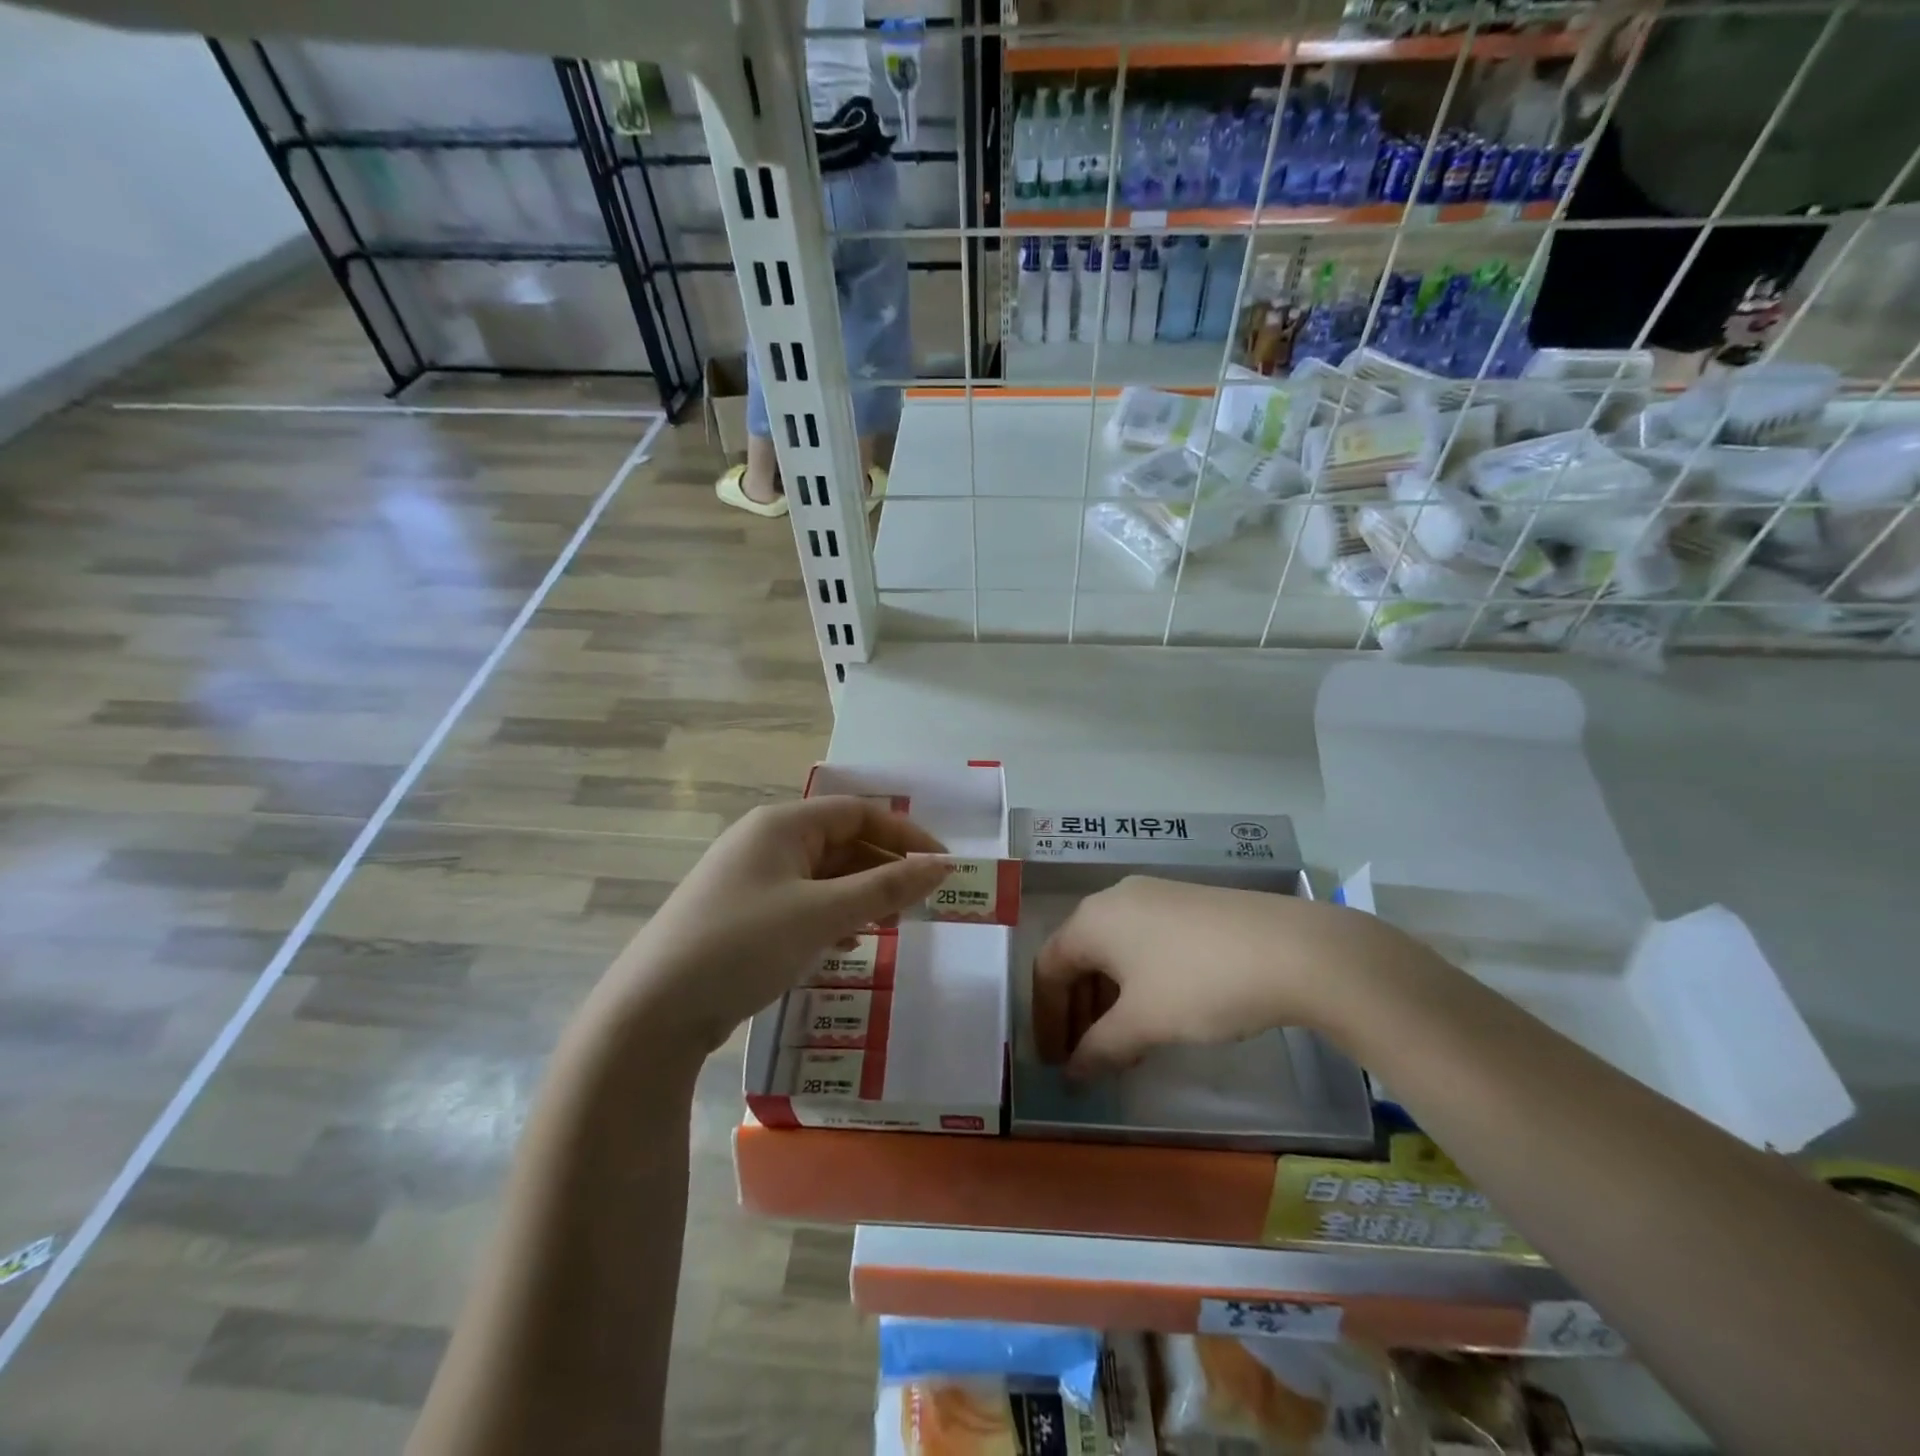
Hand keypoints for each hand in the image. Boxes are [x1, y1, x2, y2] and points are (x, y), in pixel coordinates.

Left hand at [605, 796, 949, 1054]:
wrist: (652, 1012)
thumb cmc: (743, 945)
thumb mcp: (822, 914)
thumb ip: (886, 888)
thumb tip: (942, 866)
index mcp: (782, 824)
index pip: (858, 812)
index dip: (904, 836)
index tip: (941, 866)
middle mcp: (765, 842)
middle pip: (840, 842)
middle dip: (884, 869)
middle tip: (920, 902)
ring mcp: (750, 880)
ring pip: (822, 876)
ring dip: (861, 895)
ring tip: (893, 924)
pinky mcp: (742, 915)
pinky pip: (802, 903)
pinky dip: (831, 917)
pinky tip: (847, 945)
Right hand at [1032, 876, 1440, 1078]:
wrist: (1293, 949)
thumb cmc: (1200, 983)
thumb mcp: (1144, 1023)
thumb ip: (1099, 1048)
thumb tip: (1072, 1072)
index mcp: (1092, 919)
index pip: (1047, 969)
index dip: (1046, 1019)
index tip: (1053, 1063)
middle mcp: (1115, 899)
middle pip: (1078, 958)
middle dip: (1077, 1012)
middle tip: (1086, 1058)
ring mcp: (1154, 897)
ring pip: (1113, 952)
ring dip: (1108, 1001)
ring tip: (1124, 1046)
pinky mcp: (1187, 904)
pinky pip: (1143, 944)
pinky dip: (1137, 983)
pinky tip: (1159, 1014)